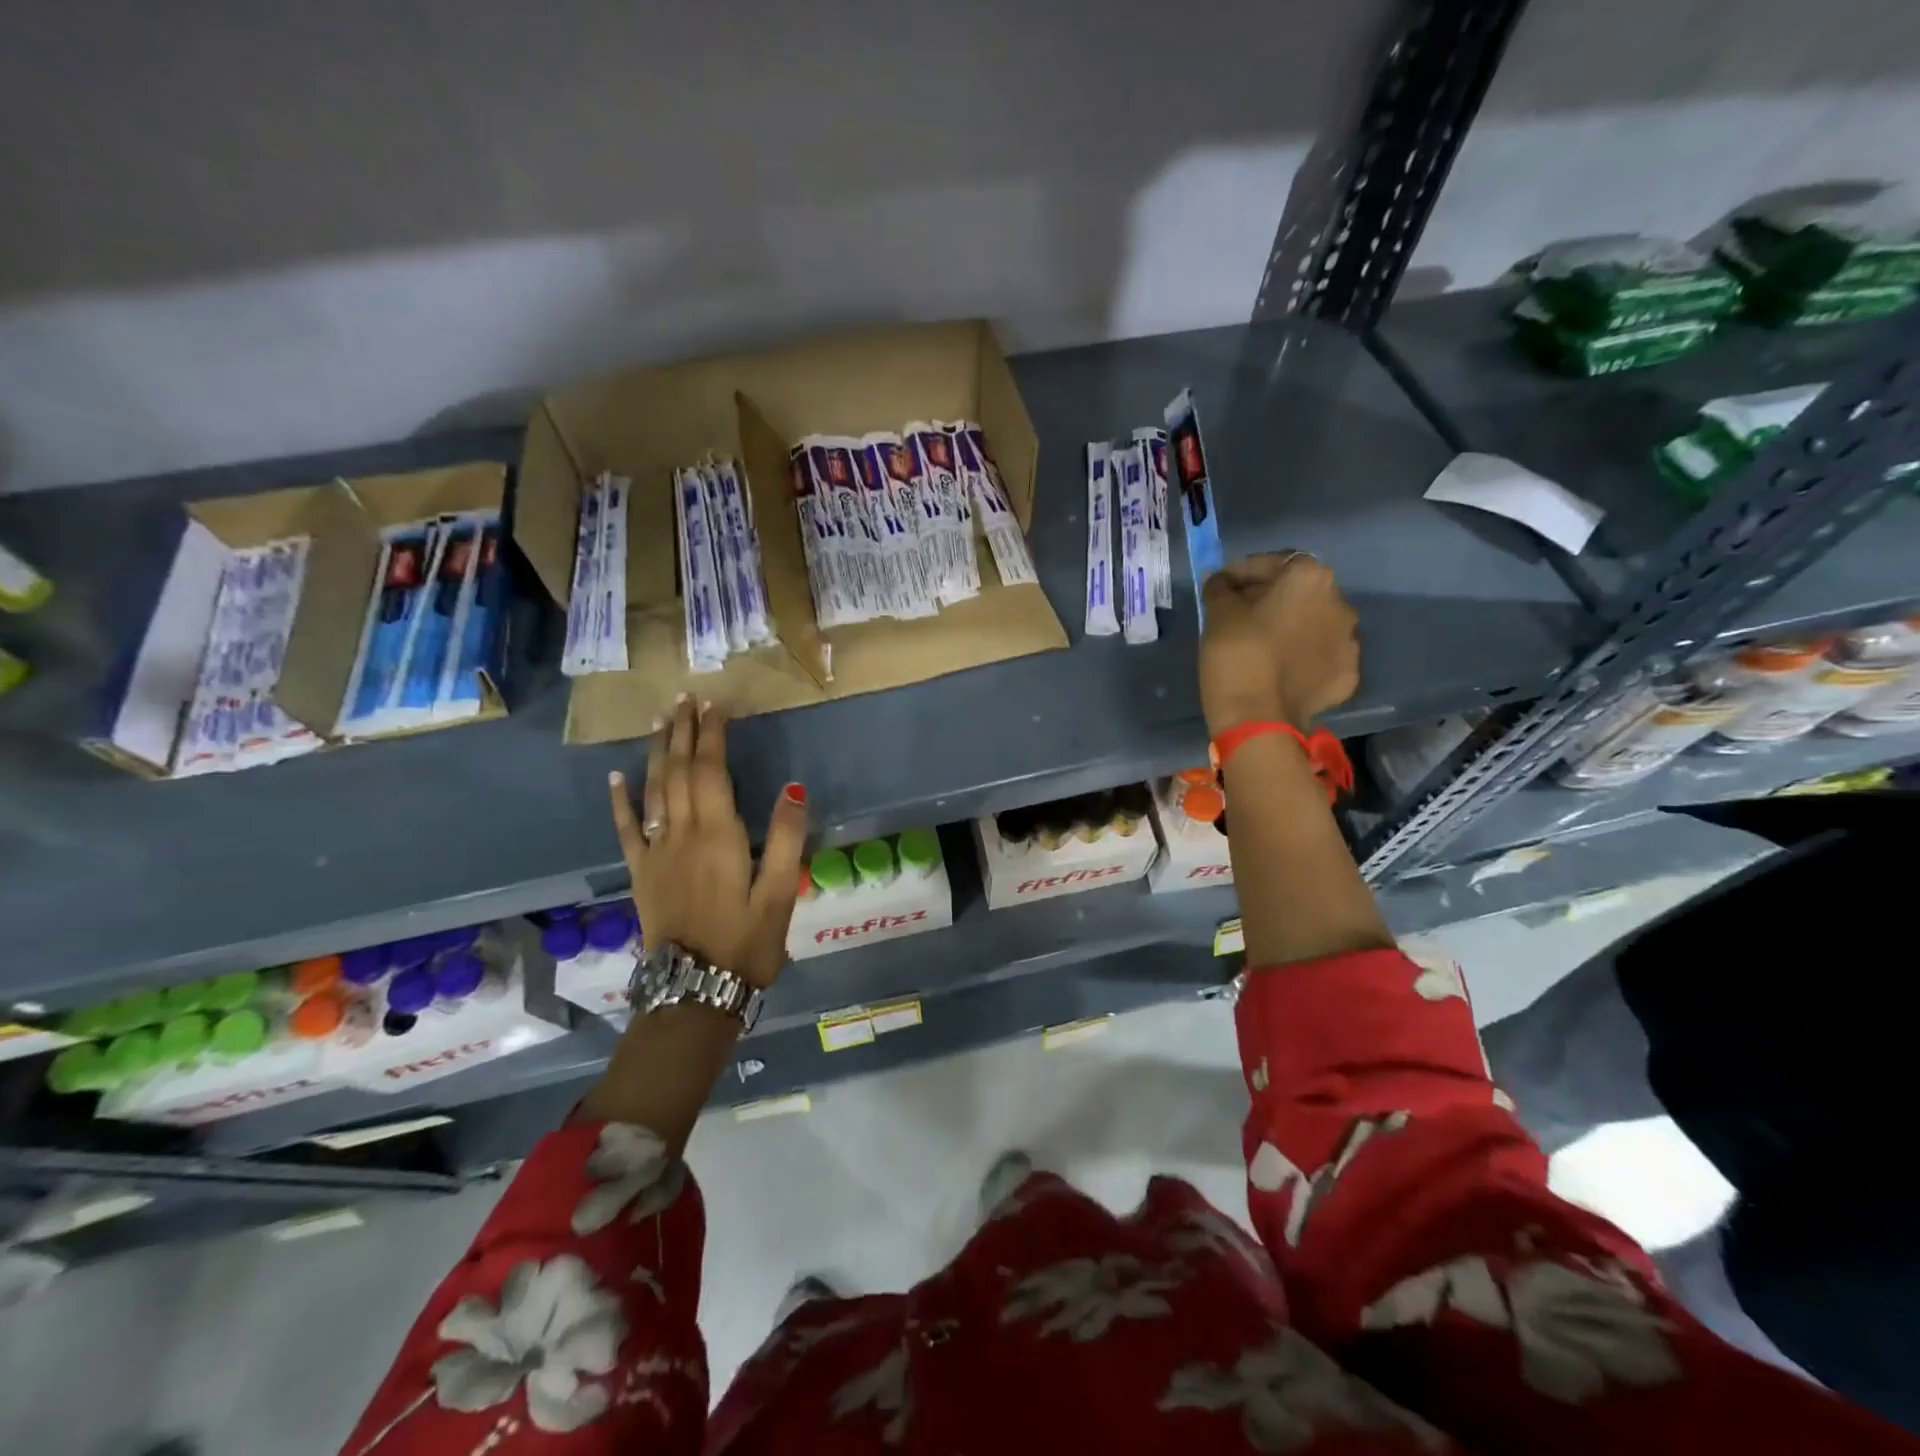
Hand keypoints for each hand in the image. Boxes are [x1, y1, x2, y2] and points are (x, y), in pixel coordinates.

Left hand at [608, 697, 807, 988]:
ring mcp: (656, 853)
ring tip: (660, 720)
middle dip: (683, 732)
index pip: (711, 771)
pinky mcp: (640, 873)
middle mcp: (682, 835)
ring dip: (657, 752)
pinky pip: (627, 829)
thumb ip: (785, 838)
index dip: (712, 735)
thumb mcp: (778, 894)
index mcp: (718, 836)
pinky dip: (621, 800)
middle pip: (679, 772)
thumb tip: (794, 787)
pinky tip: (618, 777)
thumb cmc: (746, 943)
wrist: (694, 991)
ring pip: (653, 790)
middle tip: (685, 698)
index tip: (715, 705)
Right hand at [1199, 552, 1358, 734]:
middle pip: (1299, 591)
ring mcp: (1349, 641)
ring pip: (1313, 624)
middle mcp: (1340, 602)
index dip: (1243, 572)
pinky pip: (1321, 656)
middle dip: (1271, 597)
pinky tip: (1281, 668)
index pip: (1272, 562)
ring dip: (1291, 626)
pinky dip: (1303, 657)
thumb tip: (1221, 581)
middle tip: (1240, 613)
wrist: (1258, 719)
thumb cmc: (1237, 655)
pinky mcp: (1347, 675)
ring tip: (1262, 643)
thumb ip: (1221, 588)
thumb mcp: (1217, 614)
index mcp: (1310, 578)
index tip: (1221, 586)